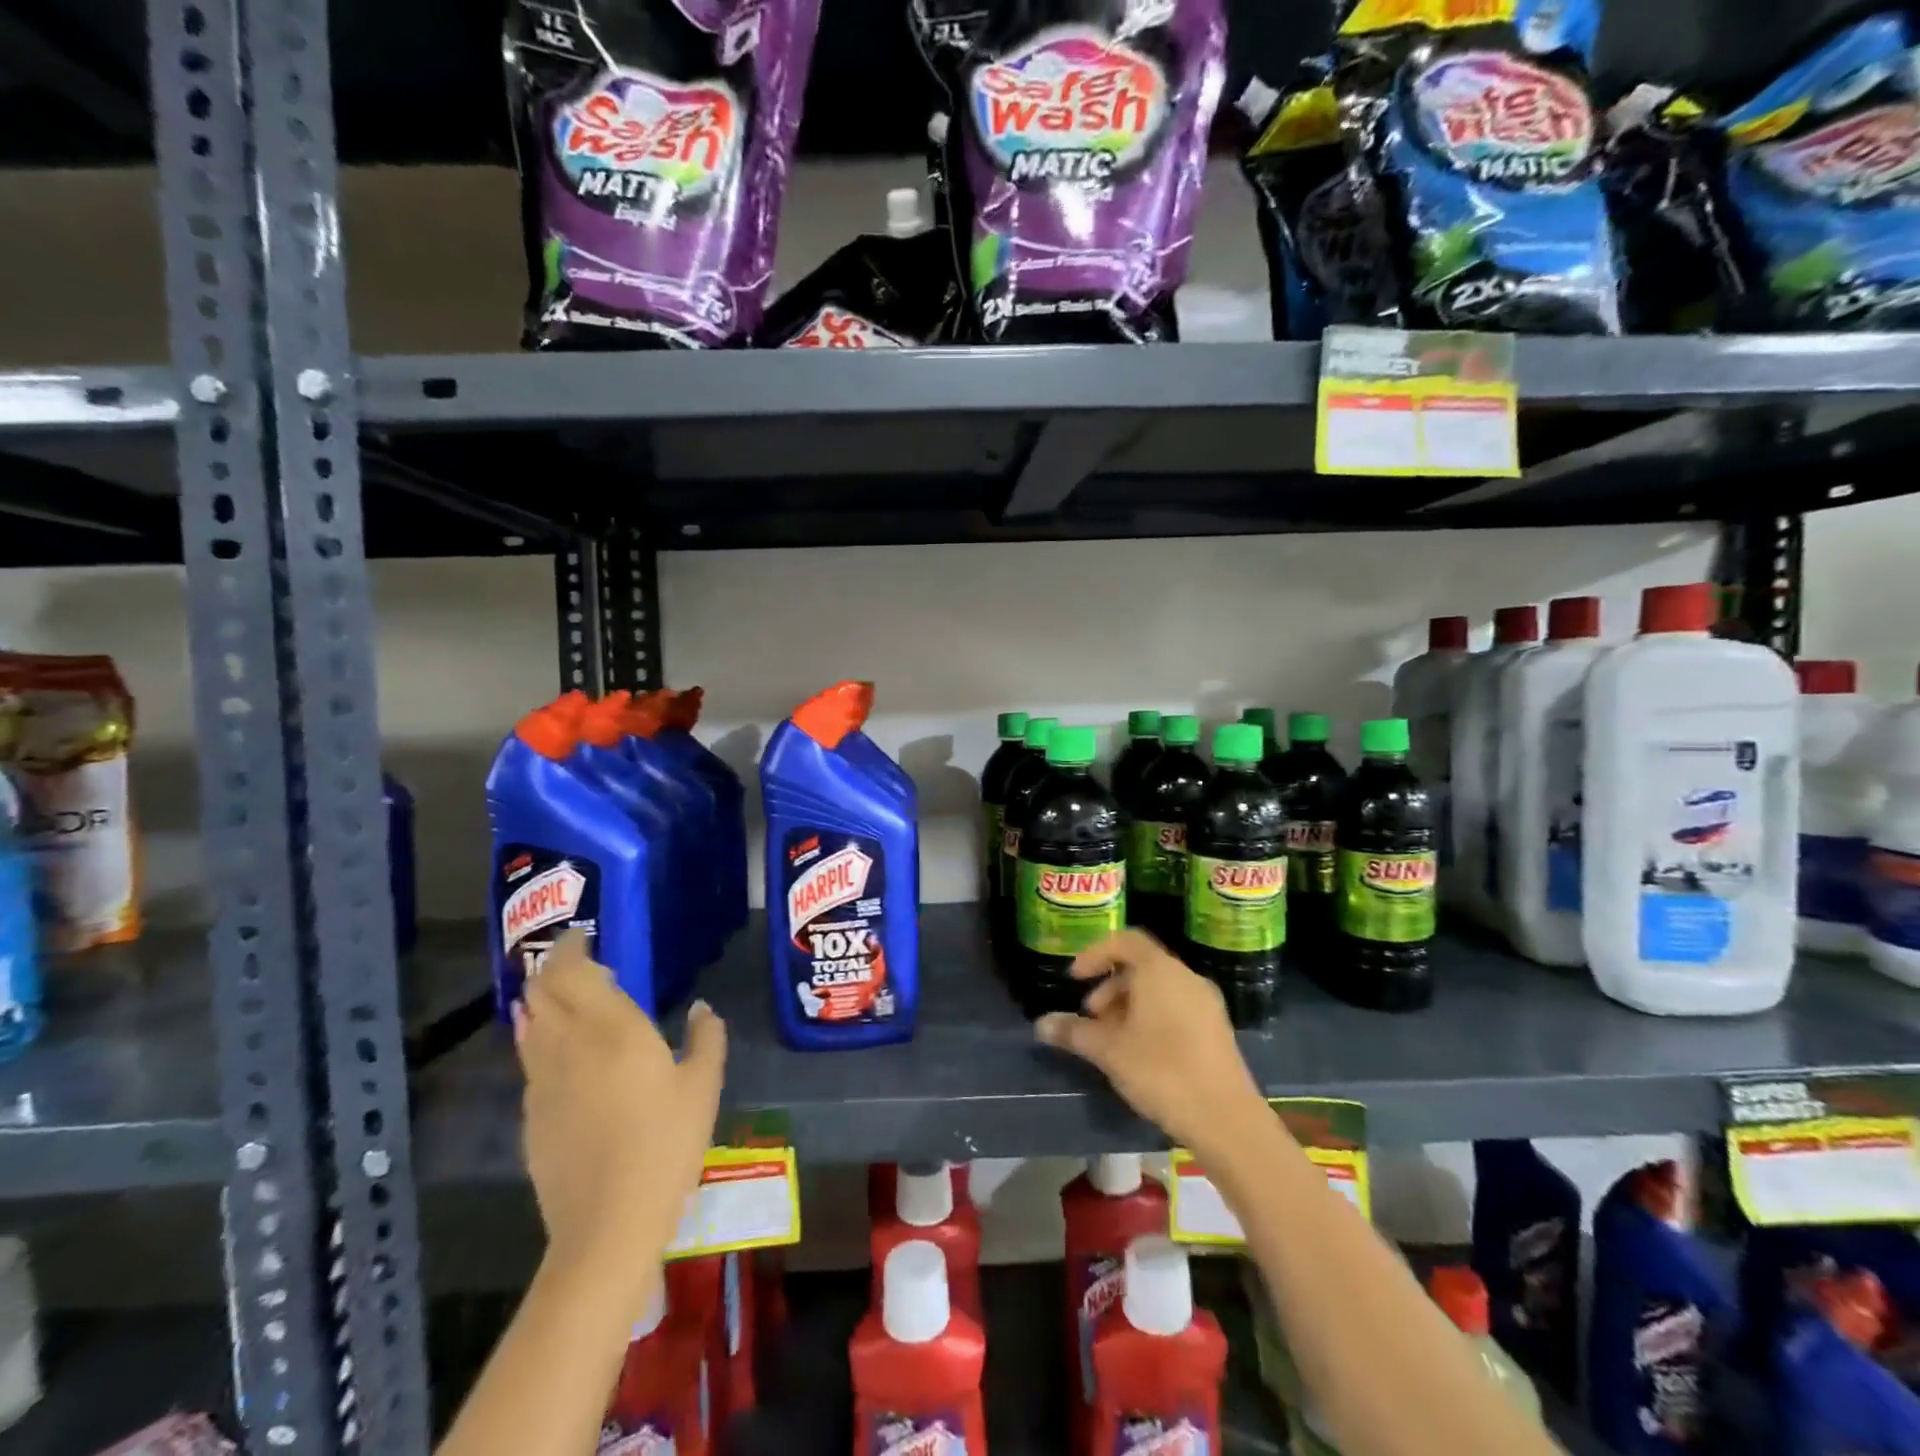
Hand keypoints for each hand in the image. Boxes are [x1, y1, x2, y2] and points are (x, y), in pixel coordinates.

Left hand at [514, 931, 726, 1301]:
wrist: (607, 1224)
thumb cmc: (666, 1144)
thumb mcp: (703, 1086)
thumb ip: (706, 1038)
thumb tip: (701, 1010)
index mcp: (612, 1029)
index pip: (575, 972)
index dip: (571, 947)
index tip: (582, 935)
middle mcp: (569, 1045)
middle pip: (542, 991)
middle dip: (551, 968)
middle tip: (572, 960)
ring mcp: (542, 1082)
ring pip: (529, 1025)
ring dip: (540, 1001)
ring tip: (557, 995)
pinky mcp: (531, 1116)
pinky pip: (531, 1061)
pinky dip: (539, 1039)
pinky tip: (559, 1052)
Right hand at [1034, 930, 1264, 1155]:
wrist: (1226, 1120)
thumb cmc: (1162, 1072)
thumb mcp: (1109, 1051)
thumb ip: (1074, 1032)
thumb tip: (1041, 1024)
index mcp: (1160, 971)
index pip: (1125, 941)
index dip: (1095, 953)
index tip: (1076, 978)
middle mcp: (1186, 977)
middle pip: (1141, 966)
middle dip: (1110, 986)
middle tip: (1091, 1017)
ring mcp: (1206, 1003)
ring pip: (1159, 989)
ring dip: (1129, 1004)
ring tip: (1112, 1039)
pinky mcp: (1216, 1029)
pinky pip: (1177, 1006)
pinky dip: (1152, 1016)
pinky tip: (1140, 1053)